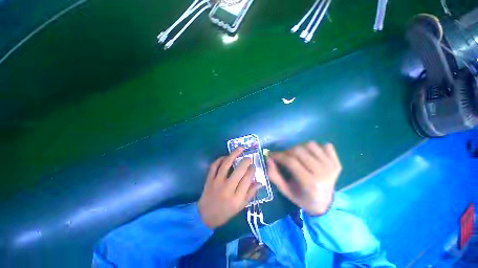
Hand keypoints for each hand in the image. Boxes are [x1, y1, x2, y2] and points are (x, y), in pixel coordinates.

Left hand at [198, 148, 260, 228]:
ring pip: (226, 164)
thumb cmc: (226, 212)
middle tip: (249, 158)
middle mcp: (227, 188)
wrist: (205, 216)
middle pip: (239, 170)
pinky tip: (226, 156)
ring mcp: (217, 182)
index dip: (252, 170)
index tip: (253, 166)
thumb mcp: (241, 206)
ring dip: (234, 154)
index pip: (247, 179)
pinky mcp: (209, 179)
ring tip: (240, 148)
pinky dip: (220, 159)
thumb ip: (251, 193)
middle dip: (246, 161)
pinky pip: (214, 166)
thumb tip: (260, 182)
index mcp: (237, 197)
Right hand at [267, 142, 341, 215]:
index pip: (290, 161)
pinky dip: (316, 148)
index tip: (271, 155)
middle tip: (283, 156)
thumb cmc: (302, 198)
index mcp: (309, 183)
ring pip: (311, 145)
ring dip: (300, 147)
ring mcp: (331, 166)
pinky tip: (311, 155)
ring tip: (296, 156)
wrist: (326, 204)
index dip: (278, 155)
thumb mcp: (285, 190)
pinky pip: (326, 146)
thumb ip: (274, 175)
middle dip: (287, 151)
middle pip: (299, 151)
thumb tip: (268, 159)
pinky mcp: (337, 163)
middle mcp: (322, 173)